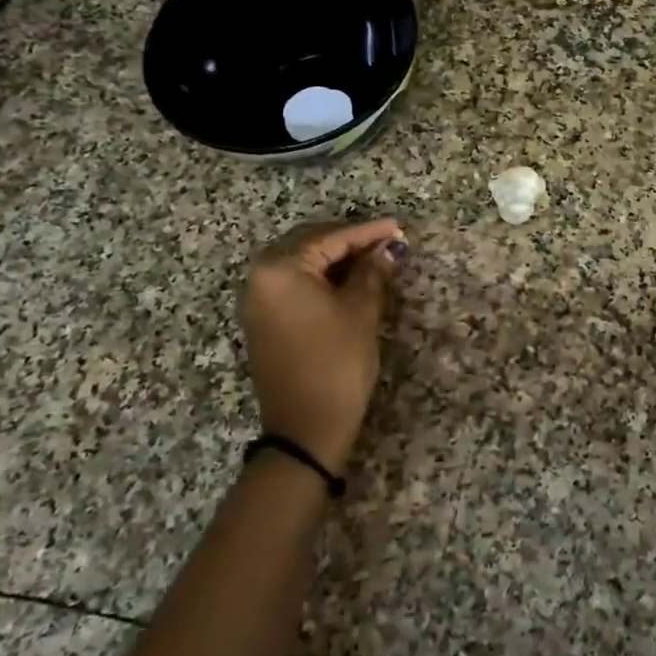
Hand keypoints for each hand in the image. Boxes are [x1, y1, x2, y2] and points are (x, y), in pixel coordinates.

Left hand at [241, 219, 406, 471]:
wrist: (305, 428)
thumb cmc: (336, 363)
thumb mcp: (361, 312)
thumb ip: (373, 272)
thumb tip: (388, 248)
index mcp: (279, 268)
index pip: (330, 238)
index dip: (368, 232)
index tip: (398, 226)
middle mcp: (259, 277)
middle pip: (310, 244)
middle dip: (349, 241)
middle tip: (387, 242)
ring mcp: (257, 300)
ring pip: (301, 264)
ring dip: (336, 259)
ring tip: (374, 259)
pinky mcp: (263, 321)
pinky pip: (294, 284)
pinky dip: (321, 278)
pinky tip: (349, 281)